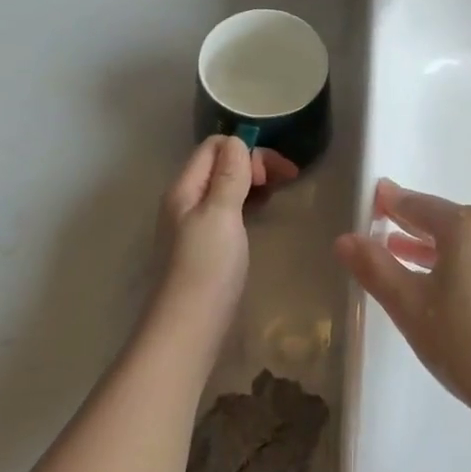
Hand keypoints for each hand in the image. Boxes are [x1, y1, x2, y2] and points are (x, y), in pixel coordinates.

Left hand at [153, 136, 297, 333]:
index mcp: (185, 188)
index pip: (215, 146)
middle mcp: (186, 200)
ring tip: (278, 193)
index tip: (274, 174)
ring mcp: (193, 224)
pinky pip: (227, 209)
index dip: (247, 150)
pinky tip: (261, 216)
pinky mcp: (205, 246)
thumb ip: (229, 175)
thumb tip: (238, 141)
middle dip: (254, 163)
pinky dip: (247, 203)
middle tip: (285, 181)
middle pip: (221, 163)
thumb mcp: (221, 214)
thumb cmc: (206, 268)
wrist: (187, 330)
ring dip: (252, 182)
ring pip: (225, 187)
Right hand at [334, 179, 470, 430]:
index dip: (390, 202)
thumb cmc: (468, 344)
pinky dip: (456, 260)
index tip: (371, 199)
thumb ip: (375, 268)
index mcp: (465, 225)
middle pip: (443, 218)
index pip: (417, 204)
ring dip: (432, 245)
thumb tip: (345, 238)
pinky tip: (442, 282)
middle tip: (379, 227)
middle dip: (410, 223)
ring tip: (401, 254)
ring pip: (464, 239)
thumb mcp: (410, 307)